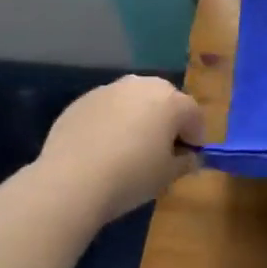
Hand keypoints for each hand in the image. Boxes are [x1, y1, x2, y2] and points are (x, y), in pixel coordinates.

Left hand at [36, 76, 204, 222]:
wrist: (71, 181)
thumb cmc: (131, 176)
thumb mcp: (168, 176)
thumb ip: (185, 162)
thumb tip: (188, 157)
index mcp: (171, 101)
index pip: (193, 115)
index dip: (195, 137)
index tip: (188, 157)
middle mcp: (143, 86)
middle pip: (164, 100)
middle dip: (167, 121)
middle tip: (160, 149)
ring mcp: (109, 90)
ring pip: (133, 101)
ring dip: (137, 118)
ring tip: (128, 147)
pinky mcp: (82, 101)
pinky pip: (107, 109)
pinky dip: (110, 122)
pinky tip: (101, 148)